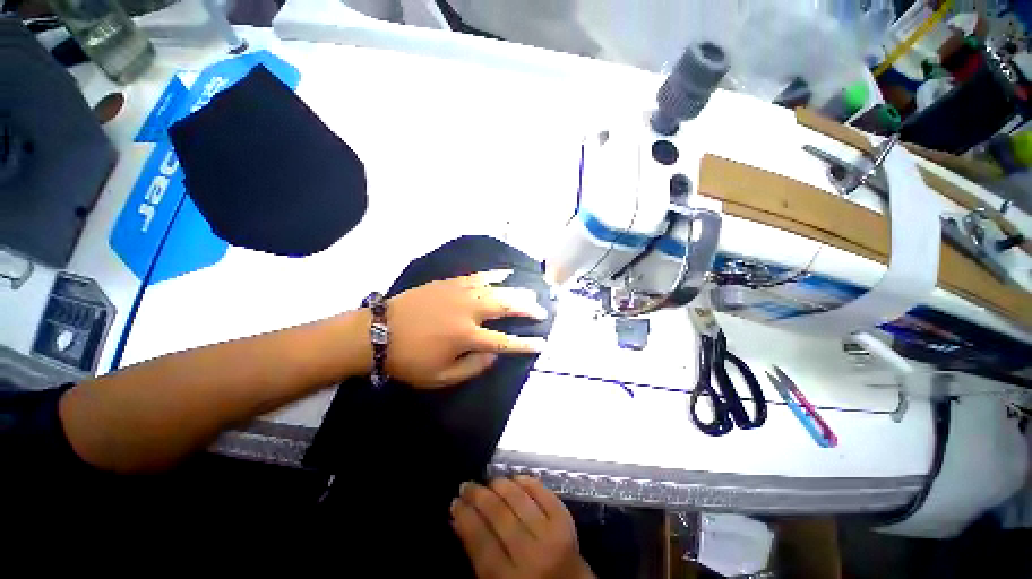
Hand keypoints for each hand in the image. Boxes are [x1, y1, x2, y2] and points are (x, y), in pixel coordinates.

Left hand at [383, 270, 548, 388]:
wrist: (378, 332)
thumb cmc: (408, 360)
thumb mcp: (440, 377)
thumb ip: (472, 367)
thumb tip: (495, 355)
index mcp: (465, 337)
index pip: (504, 341)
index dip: (525, 344)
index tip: (542, 343)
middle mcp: (468, 311)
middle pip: (505, 306)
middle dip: (527, 309)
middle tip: (542, 311)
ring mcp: (459, 293)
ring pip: (496, 289)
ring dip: (516, 291)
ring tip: (531, 294)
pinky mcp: (449, 283)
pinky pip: (477, 276)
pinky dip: (494, 274)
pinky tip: (506, 272)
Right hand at [451, 477, 594, 578]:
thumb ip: (477, 557)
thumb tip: (457, 521)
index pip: (480, 541)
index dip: (465, 517)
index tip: (455, 502)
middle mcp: (531, 556)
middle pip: (499, 515)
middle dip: (478, 496)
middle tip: (467, 485)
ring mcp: (551, 535)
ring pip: (519, 499)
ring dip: (500, 485)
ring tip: (488, 481)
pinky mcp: (566, 521)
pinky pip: (543, 493)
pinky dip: (527, 482)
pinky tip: (515, 478)